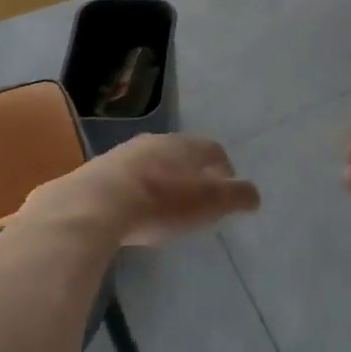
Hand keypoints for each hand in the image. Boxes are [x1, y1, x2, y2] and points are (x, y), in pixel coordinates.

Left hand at [25, 134, 259, 245]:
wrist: (95, 204)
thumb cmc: (160, 202)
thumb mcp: (207, 204)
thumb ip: (235, 198)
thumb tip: (255, 195)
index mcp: (183, 145)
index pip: (212, 150)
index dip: (223, 167)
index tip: (228, 186)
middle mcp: (153, 142)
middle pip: (180, 153)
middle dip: (191, 171)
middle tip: (198, 195)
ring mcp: (122, 155)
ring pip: (150, 162)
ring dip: (161, 178)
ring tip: (165, 203)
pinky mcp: (96, 173)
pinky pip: (125, 178)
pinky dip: (135, 190)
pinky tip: (133, 209)